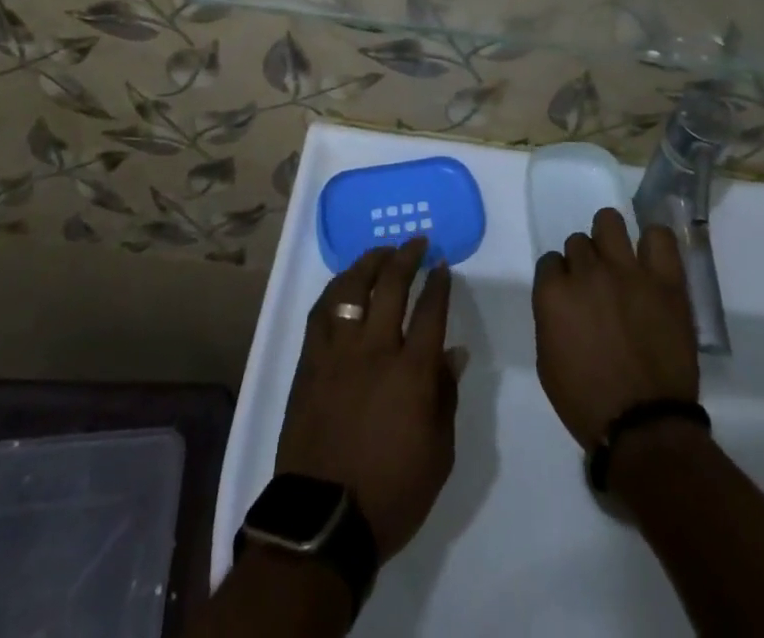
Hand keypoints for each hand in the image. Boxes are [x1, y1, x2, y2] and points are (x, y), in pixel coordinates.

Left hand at [277, 239, 458, 560]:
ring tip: (381, 252)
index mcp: (411, 372)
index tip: (443, 266)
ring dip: (369, 264)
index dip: (439, 283)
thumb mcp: (438, 454)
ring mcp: (337, 352)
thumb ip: (445, 396)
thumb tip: (453, 352)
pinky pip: (321, 312)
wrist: (323, 520)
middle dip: (407, 257)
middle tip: (417, 243)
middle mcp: (374, 350)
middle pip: (391, 286)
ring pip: (352, 289)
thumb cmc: (391, 492)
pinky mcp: (310, 362)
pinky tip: (343, 284)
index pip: (430, 311)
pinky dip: (335, 290)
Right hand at [532, 208, 697, 449]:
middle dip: (584, 262)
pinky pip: (659, 236)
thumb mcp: (548, 362)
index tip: (570, 295)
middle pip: (578, 242)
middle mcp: (587, 272)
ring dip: (609, 238)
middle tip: (597, 286)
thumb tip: (562, 301)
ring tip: (620, 260)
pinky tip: (651, 258)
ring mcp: (627, 271)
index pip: (550, 261)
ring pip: (609, 221)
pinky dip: (653, 242)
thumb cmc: (587, 402)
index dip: (559, 278)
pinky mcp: (665, 279)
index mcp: (554, 294)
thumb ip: (550, 318)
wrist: (645, 426)